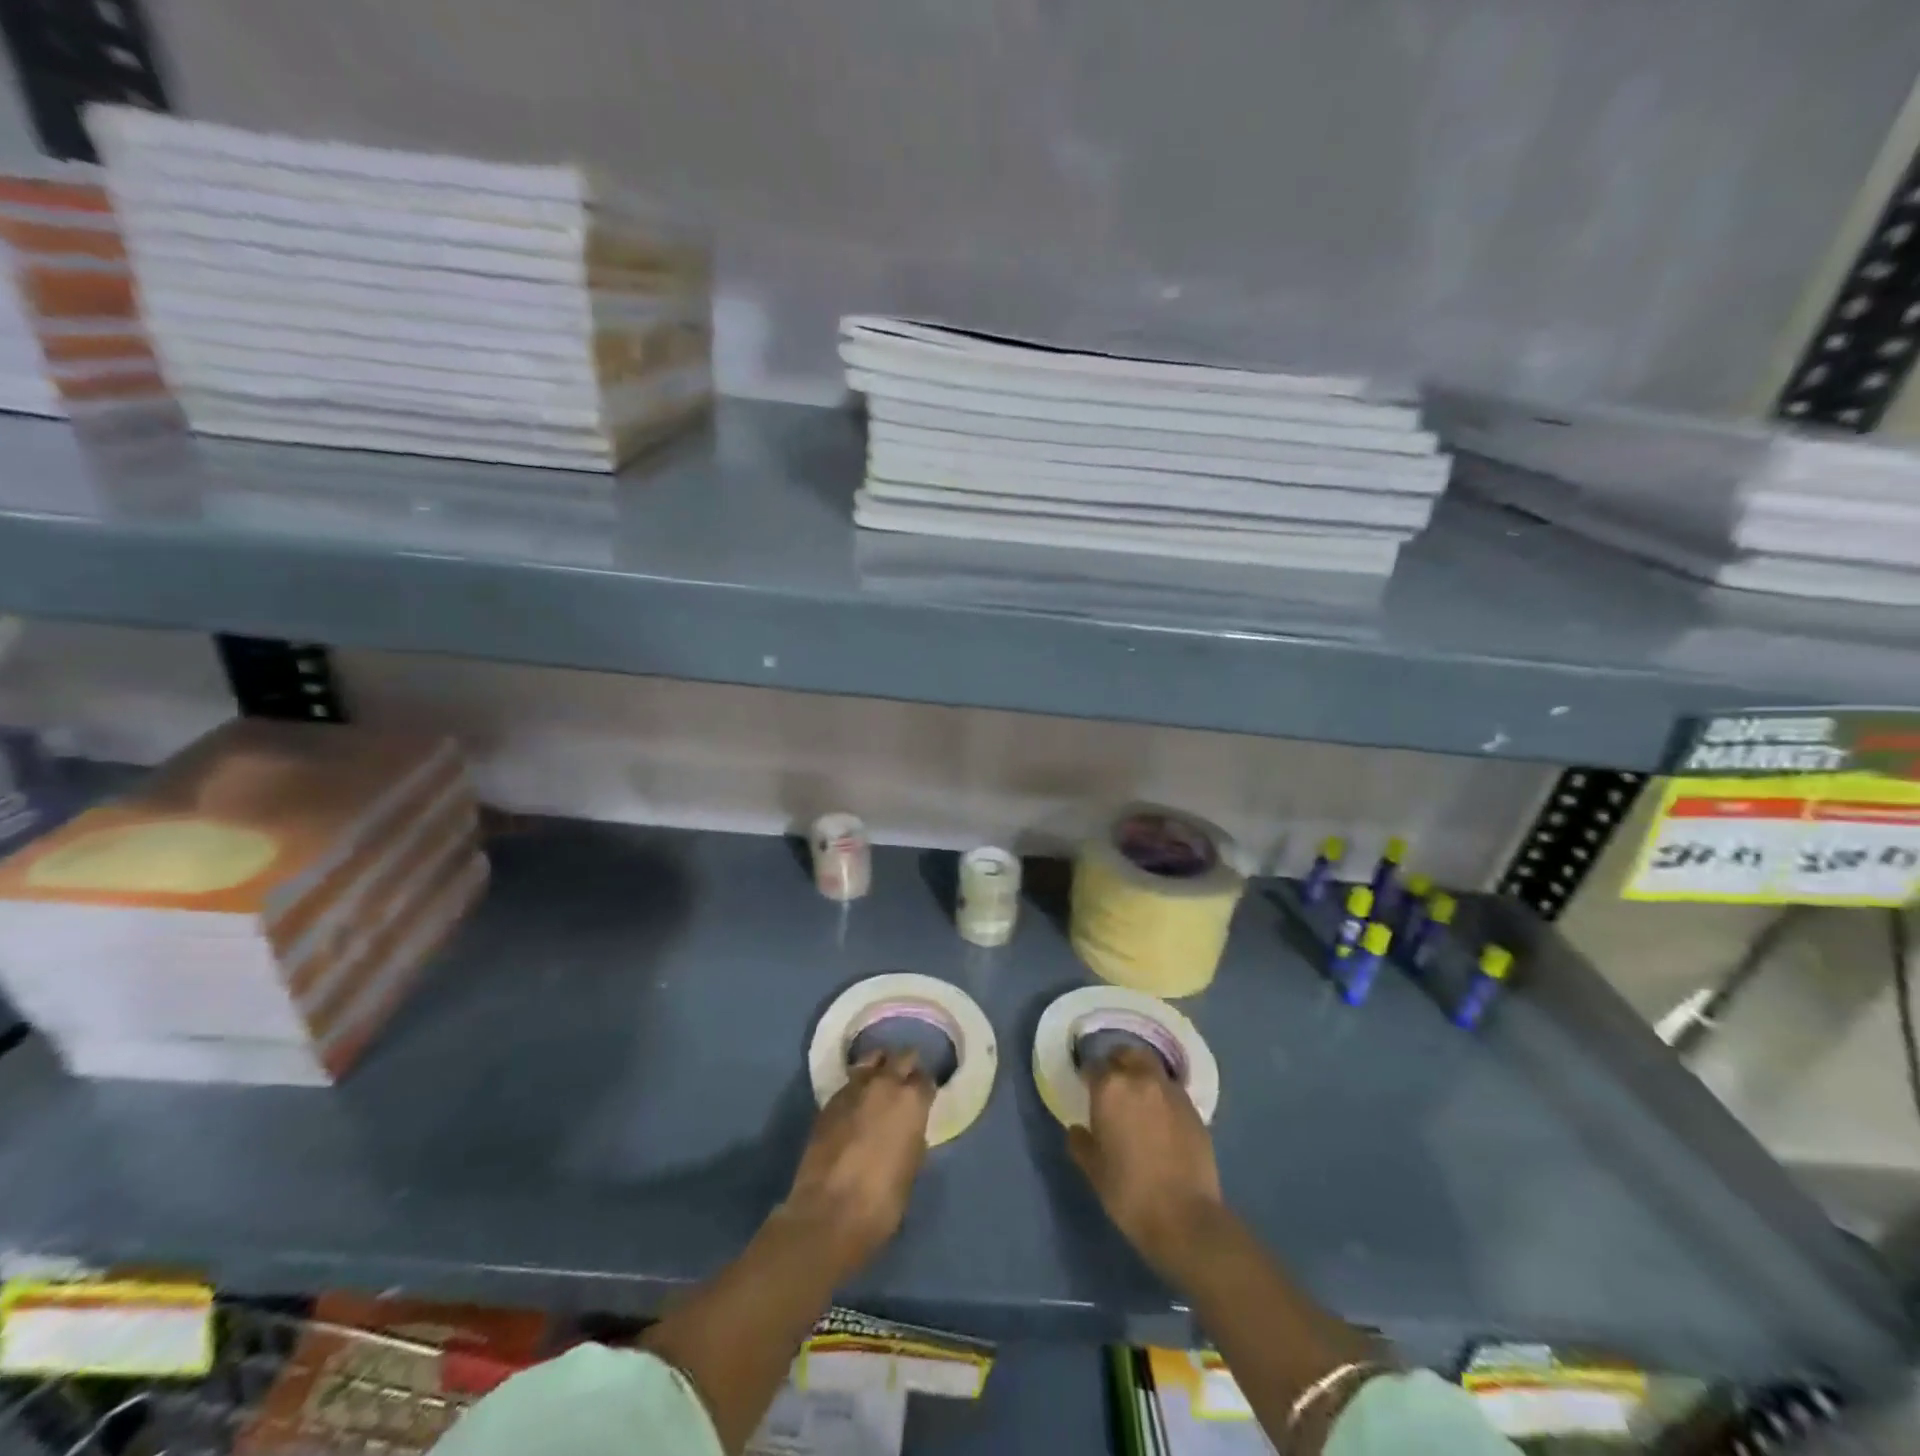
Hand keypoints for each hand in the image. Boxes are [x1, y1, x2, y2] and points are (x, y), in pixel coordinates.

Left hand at [781, 1051, 934, 1279]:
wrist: (829, 1213)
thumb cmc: (882, 1200)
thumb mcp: (912, 1166)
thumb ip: (913, 1134)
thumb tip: (909, 1125)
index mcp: (912, 1100)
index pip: (926, 1078)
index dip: (925, 1088)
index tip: (925, 1096)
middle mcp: (885, 1083)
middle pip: (901, 1057)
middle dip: (906, 1065)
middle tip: (906, 1080)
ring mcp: (854, 1088)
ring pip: (871, 1060)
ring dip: (879, 1067)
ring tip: (880, 1081)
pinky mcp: (829, 1101)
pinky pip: (850, 1081)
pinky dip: (857, 1086)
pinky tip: (857, 1102)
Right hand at [1069, 1046, 1228, 1281]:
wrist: (1185, 1218)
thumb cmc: (1129, 1192)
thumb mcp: (1094, 1170)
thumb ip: (1081, 1143)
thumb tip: (1077, 1130)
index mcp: (1110, 1088)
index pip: (1094, 1066)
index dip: (1089, 1075)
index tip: (1086, 1087)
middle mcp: (1141, 1079)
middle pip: (1128, 1054)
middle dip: (1118, 1062)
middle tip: (1113, 1082)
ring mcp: (1171, 1092)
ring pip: (1153, 1068)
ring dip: (1143, 1075)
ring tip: (1139, 1098)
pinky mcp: (1194, 1109)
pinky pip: (1172, 1091)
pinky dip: (1163, 1095)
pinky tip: (1161, 1118)